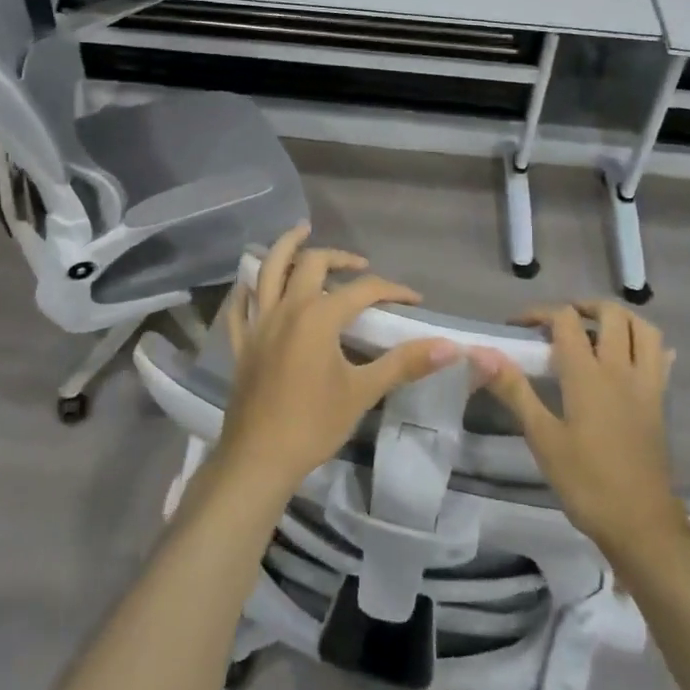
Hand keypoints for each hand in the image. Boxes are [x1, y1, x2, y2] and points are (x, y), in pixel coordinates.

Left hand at [216, 225, 458, 502]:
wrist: (259, 458)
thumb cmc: (313, 424)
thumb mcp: (364, 391)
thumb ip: (405, 363)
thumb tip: (449, 347)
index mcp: (318, 316)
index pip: (363, 290)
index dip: (392, 290)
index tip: (414, 299)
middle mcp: (286, 308)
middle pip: (311, 263)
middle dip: (338, 257)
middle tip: (358, 264)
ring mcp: (258, 323)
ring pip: (268, 271)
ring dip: (286, 247)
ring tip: (300, 231)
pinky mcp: (242, 342)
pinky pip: (240, 305)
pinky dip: (248, 287)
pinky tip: (253, 282)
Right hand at [471, 301, 688, 562]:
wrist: (641, 524)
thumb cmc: (586, 481)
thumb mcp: (542, 437)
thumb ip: (513, 390)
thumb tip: (480, 353)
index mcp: (588, 375)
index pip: (565, 320)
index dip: (539, 313)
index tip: (517, 327)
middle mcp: (621, 369)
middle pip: (611, 314)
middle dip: (582, 307)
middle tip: (559, 323)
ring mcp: (647, 384)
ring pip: (644, 329)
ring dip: (619, 319)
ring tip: (596, 330)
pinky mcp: (660, 402)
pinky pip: (661, 358)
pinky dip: (647, 345)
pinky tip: (632, 355)